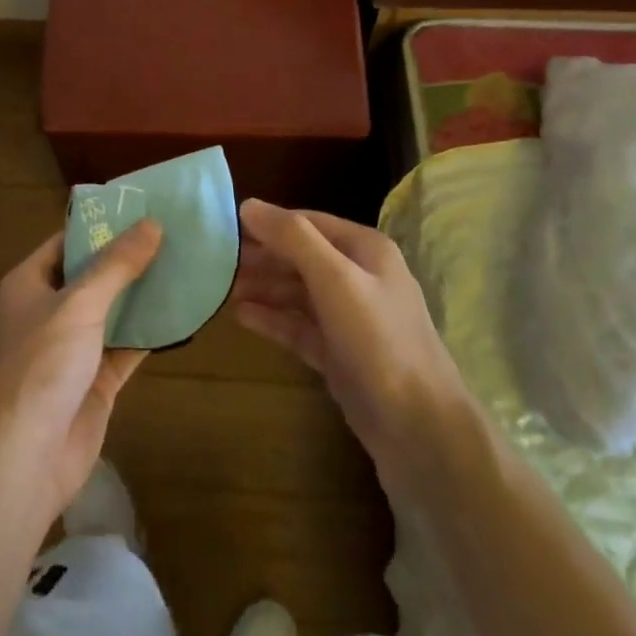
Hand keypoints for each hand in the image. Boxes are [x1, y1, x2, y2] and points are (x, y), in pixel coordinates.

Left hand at [0, 220, 162, 526]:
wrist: (24, 458)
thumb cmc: (41, 365)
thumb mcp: (79, 303)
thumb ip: (117, 265)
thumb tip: (152, 223)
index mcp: (29, 284)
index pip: (67, 242)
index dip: (101, 225)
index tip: (142, 208)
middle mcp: (48, 311)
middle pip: (92, 275)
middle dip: (129, 259)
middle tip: (174, 234)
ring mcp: (72, 349)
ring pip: (112, 311)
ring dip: (143, 294)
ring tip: (185, 264)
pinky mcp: (94, 381)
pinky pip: (126, 347)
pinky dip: (150, 332)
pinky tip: (183, 313)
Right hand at [232, 199, 471, 486]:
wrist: (420, 430)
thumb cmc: (379, 341)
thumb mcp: (335, 279)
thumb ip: (293, 239)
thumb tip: (249, 205)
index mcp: (365, 250)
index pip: (308, 223)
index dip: (268, 223)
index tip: (224, 226)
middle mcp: (358, 277)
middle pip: (301, 257)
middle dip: (261, 257)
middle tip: (215, 260)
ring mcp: (349, 318)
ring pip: (297, 293)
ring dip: (263, 287)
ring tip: (221, 287)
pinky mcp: (339, 354)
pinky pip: (298, 327)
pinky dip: (272, 319)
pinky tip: (241, 316)